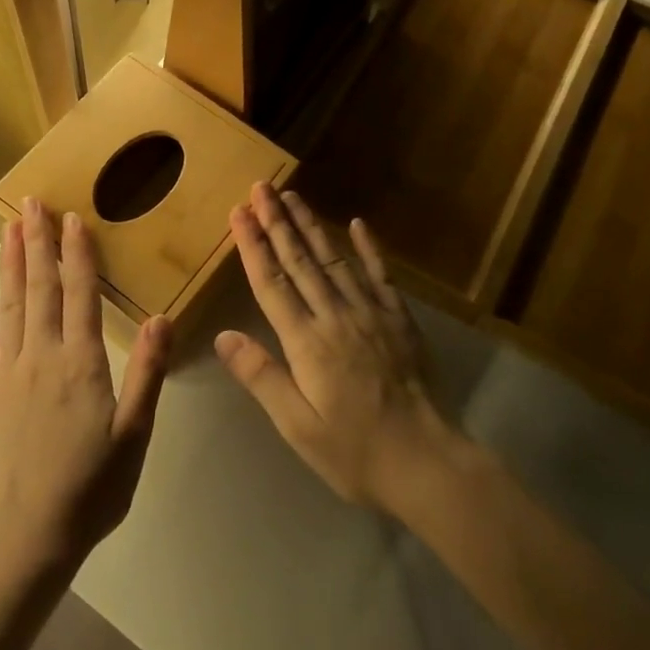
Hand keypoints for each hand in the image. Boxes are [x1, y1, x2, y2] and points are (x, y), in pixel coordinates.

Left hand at [0, 199, 171, 574]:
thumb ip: (147, 373)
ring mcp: (8, 375)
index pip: (80, 294)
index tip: (72, 218)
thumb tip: (161, 317)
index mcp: (81, 363)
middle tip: (31, 203)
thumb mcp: (135, 435)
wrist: (27, 535)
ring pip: (10, 308)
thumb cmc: (92, 487)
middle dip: (36, 243)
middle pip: (40, 289)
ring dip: (10, 266)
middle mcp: (42, 357)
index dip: (78, 254)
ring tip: (7, 229)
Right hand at [215, 183, 454, 515]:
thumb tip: (223, 336)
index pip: (272, 283)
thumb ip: (261, 377)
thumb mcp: (297, 426)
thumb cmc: (354, 451)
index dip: (253, 245)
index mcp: (307, 342)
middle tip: (261, 187)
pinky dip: (369, 248)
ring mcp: (371, 313)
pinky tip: (358, 223)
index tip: (238, 212)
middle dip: (277, 222)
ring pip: (335, 259)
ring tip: (292, 196)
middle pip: (301, 261)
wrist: (427, 462)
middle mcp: (336, 316)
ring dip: (311, 226)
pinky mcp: (400, 320)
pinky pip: (381, 275)